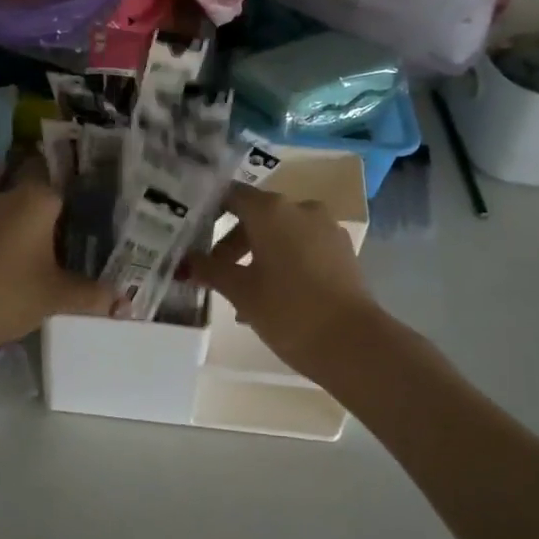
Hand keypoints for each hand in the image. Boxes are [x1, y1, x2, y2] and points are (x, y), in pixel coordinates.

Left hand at [0, 175, 113, 355]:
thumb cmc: (7, 293)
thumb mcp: (57, 296)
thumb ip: (93, 295)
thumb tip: (125, 305)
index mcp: (37, 197)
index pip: (72, 184)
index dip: (91, 201)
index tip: (109, 219)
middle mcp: (10, 194)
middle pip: (47, 200)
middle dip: (67, 222)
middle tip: (92, 245)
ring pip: (24, 217)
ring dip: (40, 236)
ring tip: (65, 261)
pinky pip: (4, 232)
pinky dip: (19, 246)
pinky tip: (30, 270)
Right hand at [191, 184, 381, 378]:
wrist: (352, 343)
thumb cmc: (287, 310)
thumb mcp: (240, 291)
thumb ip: (209, 270)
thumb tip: (186, 261)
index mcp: (271, 210)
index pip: (231, 195)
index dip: (208, 210)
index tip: (191, 232)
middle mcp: (300, 209)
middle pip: (256, 216)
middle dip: (231, 244)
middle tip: (212, 273)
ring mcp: (326, 229)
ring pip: (280, 234)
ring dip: (257, 257)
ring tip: (241, 295)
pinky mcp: (342, 251)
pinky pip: (302, 247)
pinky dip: (283, 263)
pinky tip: (272, 297)